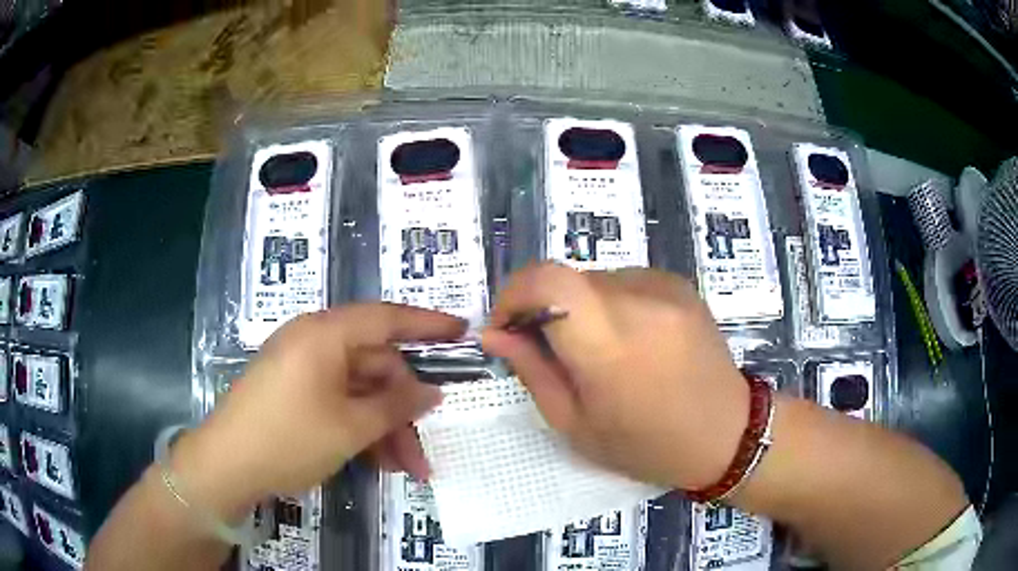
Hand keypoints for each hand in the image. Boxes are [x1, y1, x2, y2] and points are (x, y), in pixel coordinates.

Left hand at [169, 304, 465, 517]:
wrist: (225, 465)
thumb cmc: (289, 438)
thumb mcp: (350, 426)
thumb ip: (396, 405)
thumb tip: (432, 391)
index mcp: (326, 334)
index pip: (387, 318)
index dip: (428, 325)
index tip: (462, 331)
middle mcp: (315, 342)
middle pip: (375, 366)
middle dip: (405, 410)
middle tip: (427, 449)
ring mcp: (303, 369)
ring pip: (359, 391)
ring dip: (385, 428)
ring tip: (408, 469)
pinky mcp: (294, 393)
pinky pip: (338, 402)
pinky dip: (361, 429)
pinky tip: (379, 461)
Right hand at [482, 263, 747, 490]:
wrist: (729, 432)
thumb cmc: (648, 446)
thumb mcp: (577, 425)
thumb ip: (532, 371)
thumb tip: (495, 332)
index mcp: (610, 345)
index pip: (546, 279)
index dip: (514, 292)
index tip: (507, 325)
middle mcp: (639, 301)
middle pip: (566, 279)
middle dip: (544, 307)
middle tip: (551, 351)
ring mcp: (664, 287)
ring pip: (594, 279)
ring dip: (579, 308)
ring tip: (599, 352)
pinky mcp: (680, 283)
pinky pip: (624, 281)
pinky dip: (610, 304)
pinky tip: (631, 341)